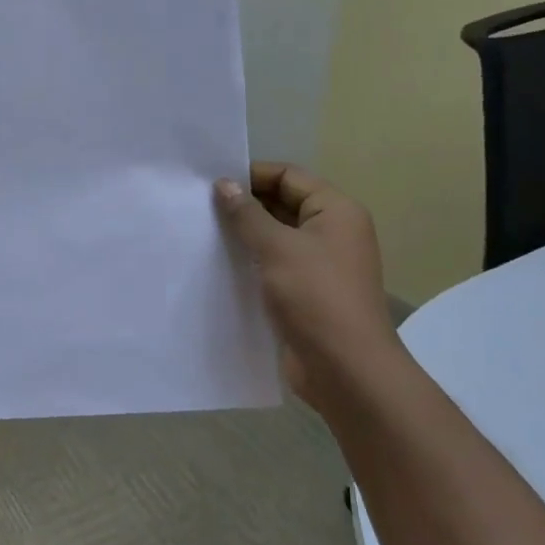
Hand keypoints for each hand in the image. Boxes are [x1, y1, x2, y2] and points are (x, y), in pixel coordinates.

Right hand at [215, 164, 402, 412]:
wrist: (345, 369)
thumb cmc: (316, 297)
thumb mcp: (277, 248)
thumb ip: (247, 215)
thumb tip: (224, 185)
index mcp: (336, 212)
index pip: (289, 176)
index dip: (251, 174)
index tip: (210, 182)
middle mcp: (331, 232)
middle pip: (282, 204)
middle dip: (244, 204)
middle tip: (198, 206)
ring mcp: (319, 264)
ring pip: (275, 236)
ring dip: (243, 234)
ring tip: (201, 232)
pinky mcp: (305, 292)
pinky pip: (273, 264)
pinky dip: (249, 261)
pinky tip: (216, 264)